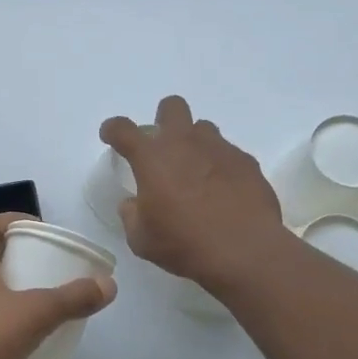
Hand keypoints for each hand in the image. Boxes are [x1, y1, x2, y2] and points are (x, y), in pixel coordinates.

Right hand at [100, 95, 286, 293]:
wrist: (244, 251)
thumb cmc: (184, 244)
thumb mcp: (142, 239)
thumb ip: (132, 215)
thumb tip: (133, 203)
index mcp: (152, 158)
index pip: (123, 129)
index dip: (113, 129)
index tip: (111, 135)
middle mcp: (184, 143)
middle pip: (172, 107)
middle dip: (164, 119)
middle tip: (164, 147)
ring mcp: (219, 149)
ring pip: (203, 129)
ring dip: (195, 144)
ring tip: (197, 173)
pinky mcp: (246, 162)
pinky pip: (229, 153)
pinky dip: (221, 166)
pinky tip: (224, 191)